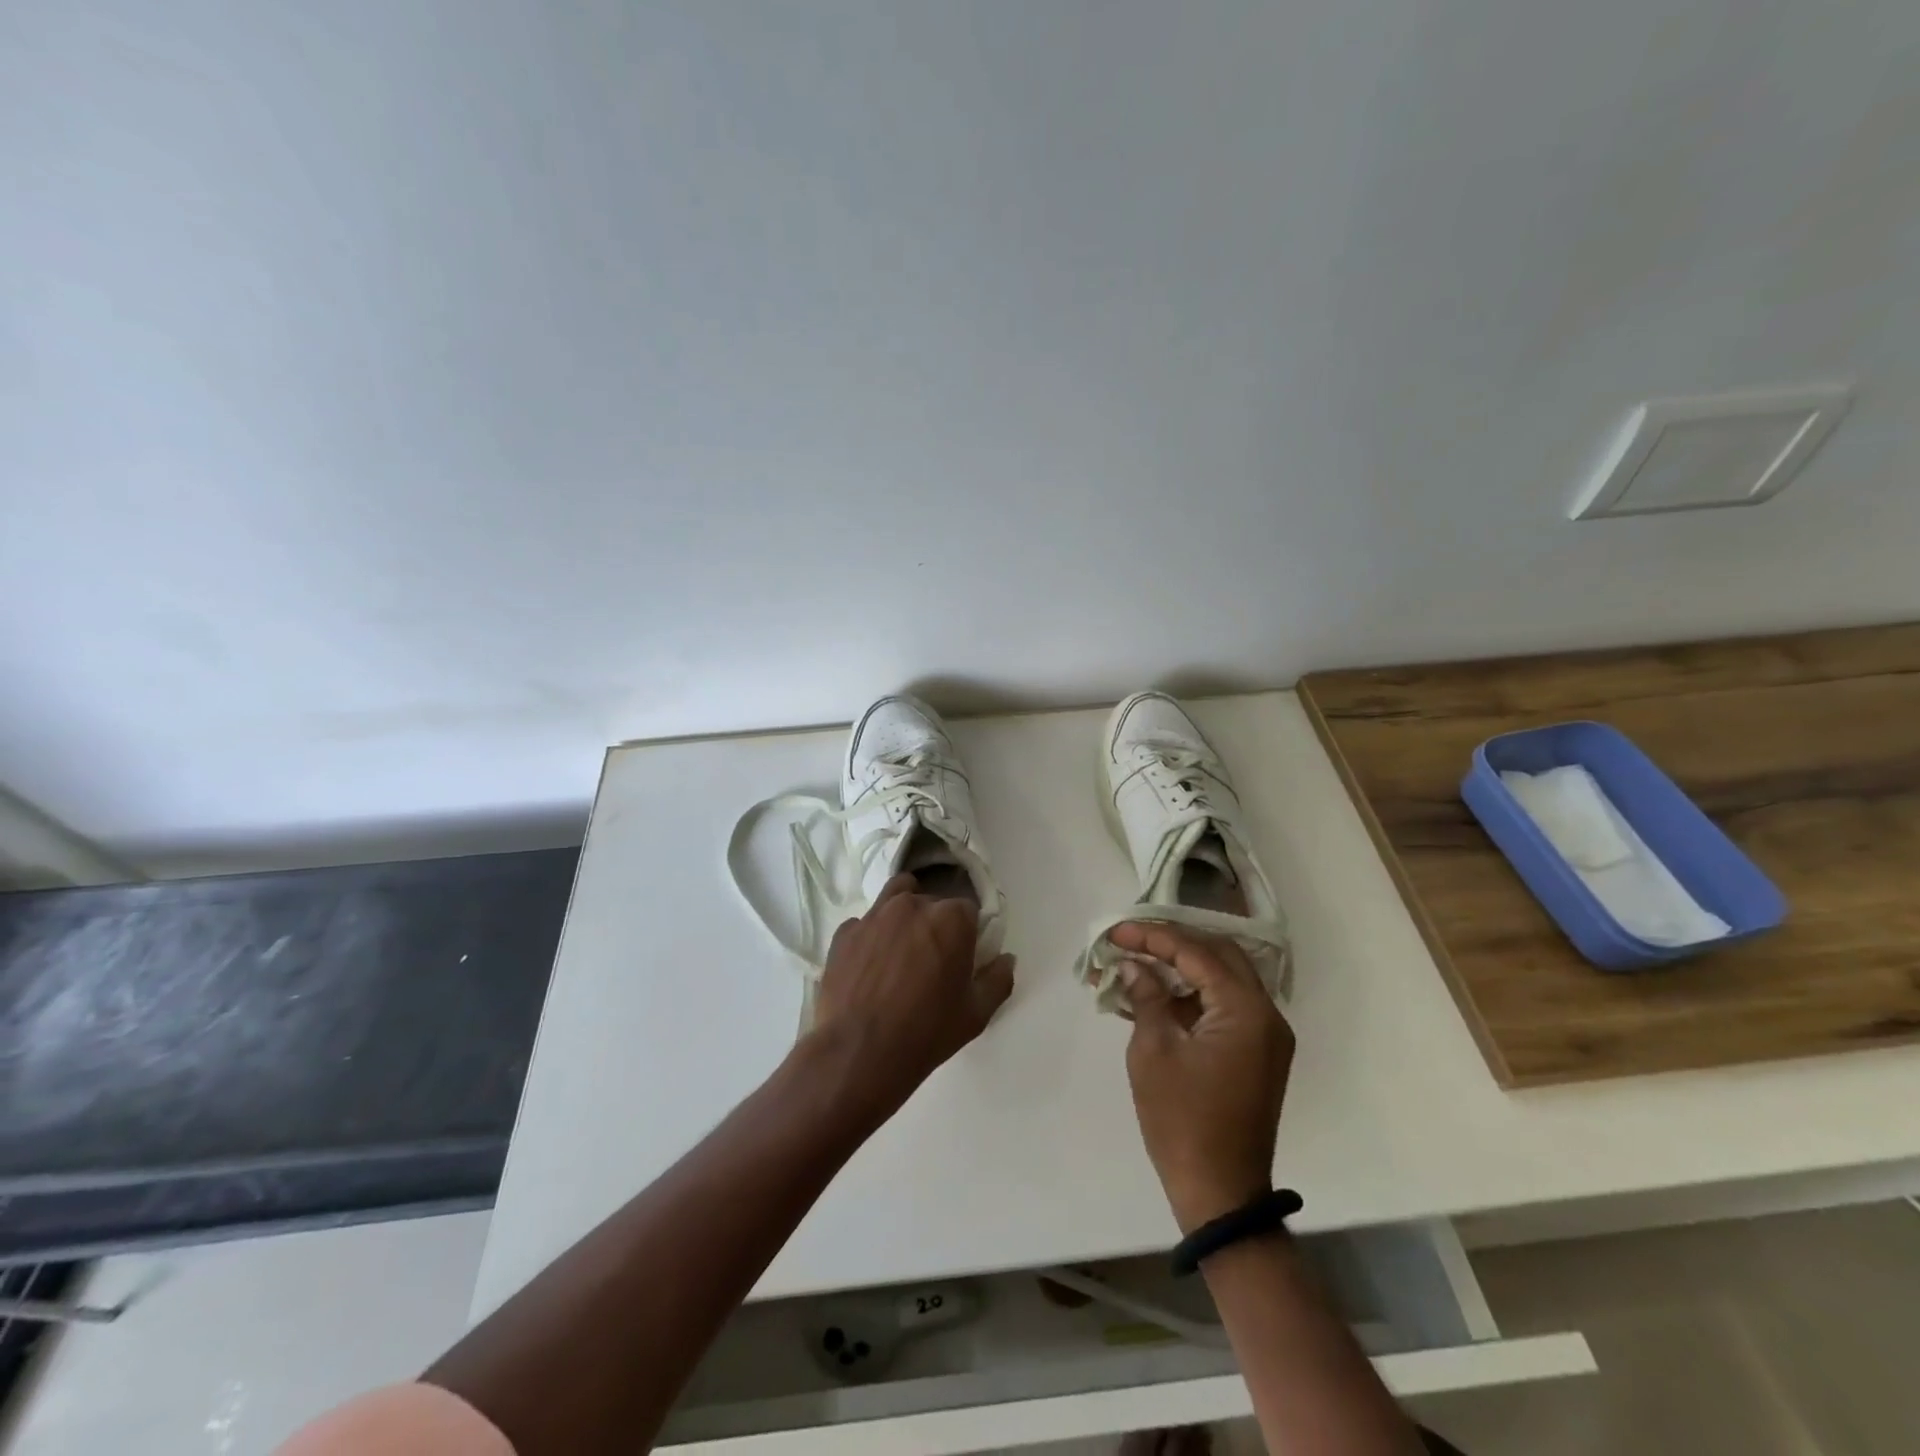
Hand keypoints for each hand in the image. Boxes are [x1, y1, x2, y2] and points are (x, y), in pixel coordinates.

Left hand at [808, 874, 1014, 1117]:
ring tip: (901, 946)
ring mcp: (874, 915)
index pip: (968, 910)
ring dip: (904, 913)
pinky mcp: (845, 932)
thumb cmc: (926, 1032)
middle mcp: (913, 905)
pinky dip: (871, 935)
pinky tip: (870, 964)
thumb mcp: (976, 1014)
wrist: (859, 1053)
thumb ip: (998, 979)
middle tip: (932, 958)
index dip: (968, 932)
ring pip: (896, 896)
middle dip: (936, 923)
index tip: (963, 955)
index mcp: (951, 919)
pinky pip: (864, 923)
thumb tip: (1006, 958)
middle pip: (932, 901)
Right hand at [1114, 922, 1294, 1233]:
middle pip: (1219, 955)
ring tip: (1137, 964)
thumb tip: (1136, 966)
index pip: (1198, 952)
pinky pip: (1225, 1006)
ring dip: (1182, 968)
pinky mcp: (1257, 1053)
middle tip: (1131, 940)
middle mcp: (1266, 1015)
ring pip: (1224, 978)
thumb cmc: (1181, 1120)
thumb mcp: (1154, 1051)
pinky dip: (1193, 995)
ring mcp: (1266, 1036)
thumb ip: (1147, 997)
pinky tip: (1156, 996)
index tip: (1116, 932)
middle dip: (1172, 943)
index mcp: (1246, 1011)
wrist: (1220, 1193)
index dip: (1154, 937)